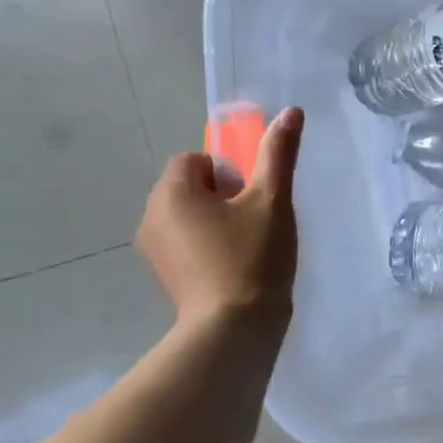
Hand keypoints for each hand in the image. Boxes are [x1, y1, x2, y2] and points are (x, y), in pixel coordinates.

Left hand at [136, 107, 303, 328]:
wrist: (233, 331)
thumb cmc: (252, 257)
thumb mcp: (273, 199)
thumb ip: (278, 154)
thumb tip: (290, 111)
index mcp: (171, 193)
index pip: (195, 159)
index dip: (229, 171)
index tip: (253, 196)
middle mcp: (151, 218)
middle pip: (191, 186)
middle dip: (225, 195)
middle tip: (256, 220)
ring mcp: (154, 251)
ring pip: (190, 216)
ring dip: (218, 221)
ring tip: (250, 245)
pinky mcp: (165, 276)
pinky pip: (187, 243)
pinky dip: (209, 246)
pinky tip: (236, 267)